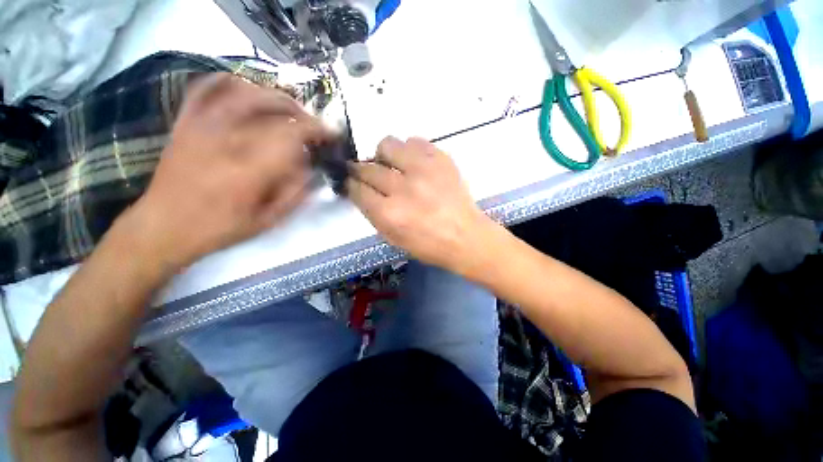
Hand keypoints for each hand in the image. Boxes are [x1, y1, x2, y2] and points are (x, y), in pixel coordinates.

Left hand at [124, 73, 331, 270]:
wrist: (163, 227)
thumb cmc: (221, 228)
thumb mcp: (269, 220)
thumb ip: (296, 193)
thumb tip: (311, 166)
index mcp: (250, 169)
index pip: (292, 135)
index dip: (317, 130)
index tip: (331, 134)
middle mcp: (226, 140)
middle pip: (271, 107)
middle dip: (300, 112)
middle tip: (312, 124)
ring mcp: (201, 126)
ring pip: (243, 91)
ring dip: (273, 95)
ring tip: (289, 107)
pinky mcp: (185, 122)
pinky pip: (205, 88)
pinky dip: (229, 81)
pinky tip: (246, 87)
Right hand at [347, 137, 497, 274]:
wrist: (466, 237)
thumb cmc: (428, 245)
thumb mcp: (393, 239)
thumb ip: (373, 213)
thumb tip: (361, 190)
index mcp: (389, 214)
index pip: (357, 189)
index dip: (351, 185)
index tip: (353, 183)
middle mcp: (403, 188)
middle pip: (368, 168)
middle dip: (361, 171)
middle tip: (369, 174)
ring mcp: (423, 169)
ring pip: (387, 145)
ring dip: (384, 155)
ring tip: (393, 166)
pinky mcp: (441, 159)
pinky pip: (414, 140)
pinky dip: (409, 151)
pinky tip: (414, 164)